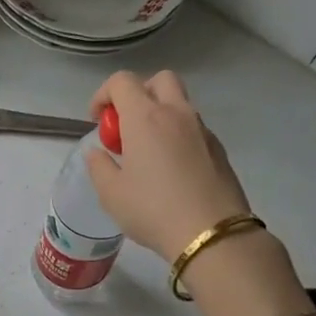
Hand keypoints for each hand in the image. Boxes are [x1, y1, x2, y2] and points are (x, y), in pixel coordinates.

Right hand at [85, 71, 253, 262]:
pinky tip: (172, 169)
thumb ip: (99, 167)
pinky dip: (178, 135)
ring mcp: (202, 130)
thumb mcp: (112, 194)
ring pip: (180, 103)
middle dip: (139, 93)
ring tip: (148, 152)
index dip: (103, 94)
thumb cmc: (153, 210)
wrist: (212, 235)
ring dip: (161, 115)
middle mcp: (176, 114)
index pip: (122, 81)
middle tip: (127, 125)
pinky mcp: (219, 149)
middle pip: (159, 80)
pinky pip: (194, 128)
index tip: (97, 120)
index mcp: (145, 118)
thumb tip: (97, 153)